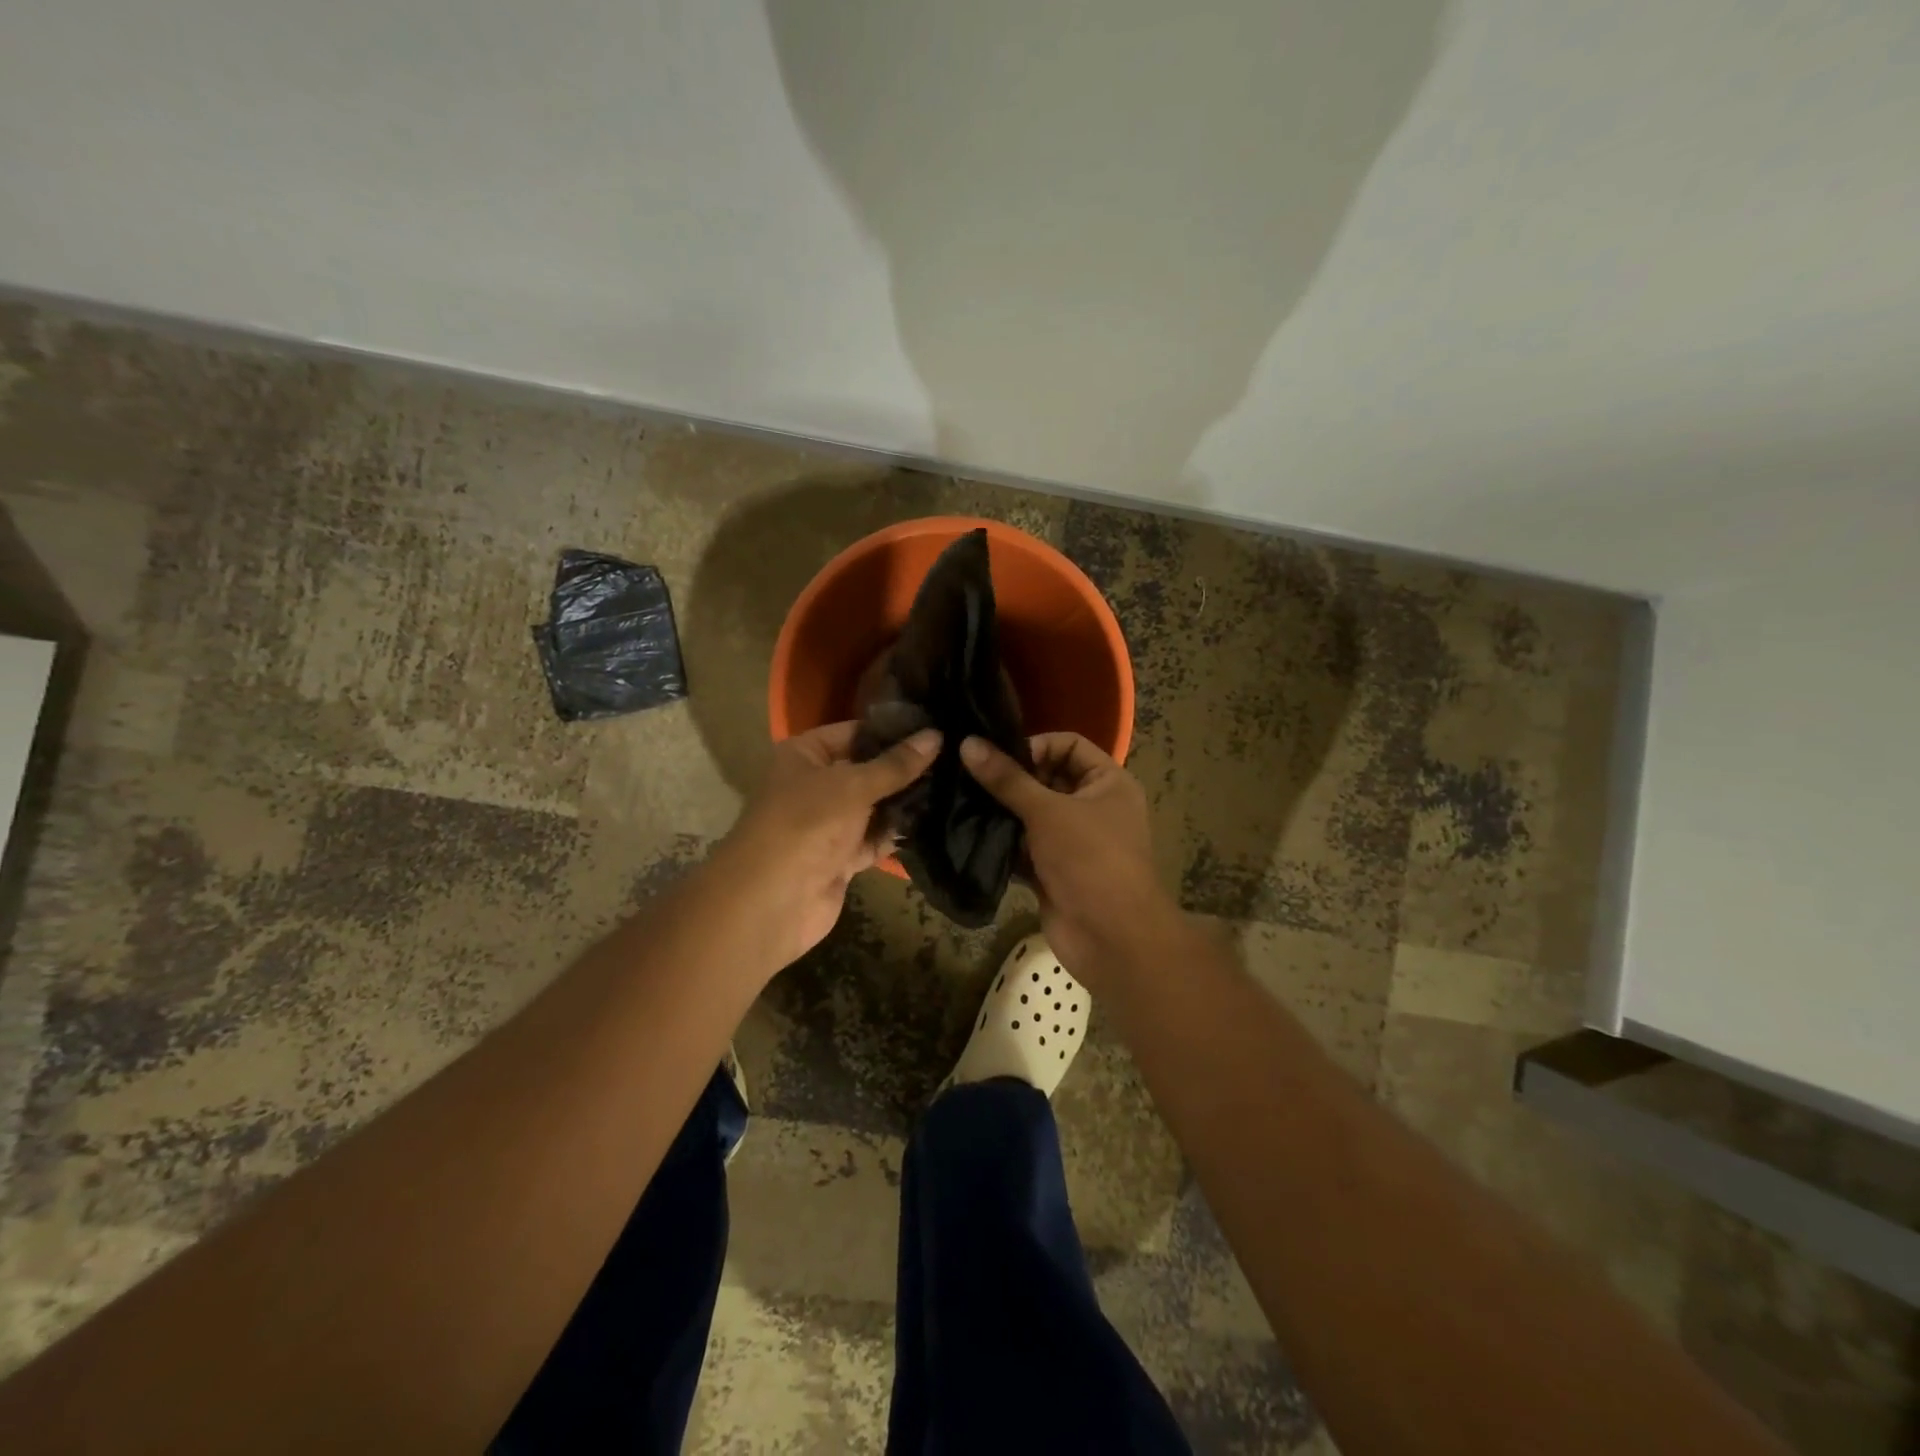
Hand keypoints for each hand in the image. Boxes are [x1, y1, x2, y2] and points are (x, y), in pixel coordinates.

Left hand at [719, 721, 939, 967]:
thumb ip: (896, 764)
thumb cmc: (808, 823)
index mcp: (804, 755)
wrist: (773, 900)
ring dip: (904, 801)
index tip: (936, 727)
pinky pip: (875, 838)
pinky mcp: (841, 857)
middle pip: (867, 770)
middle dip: (904, 768)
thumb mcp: (854, 785)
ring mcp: (828, 823)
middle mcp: (815, 785)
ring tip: (953, 785)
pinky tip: (935, 821)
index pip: (854, 732)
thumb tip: (936, 736)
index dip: (892, 730)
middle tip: (953, 757)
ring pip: (874, 806)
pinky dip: (897, 833)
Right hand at [959, 733, 1174, 982]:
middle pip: (1047, 778)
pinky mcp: (1053, 871)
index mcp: (1108, 782)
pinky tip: (969, 835)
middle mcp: (1093, 807)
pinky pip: (1024, 847)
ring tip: (961, 801)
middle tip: (967, 776)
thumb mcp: (1047, 811)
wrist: (1111, 938)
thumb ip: (1007, 779)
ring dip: (1002, 811)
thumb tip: (968, 744)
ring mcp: (1073, 841)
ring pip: (1032, 815)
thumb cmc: (1089, 859)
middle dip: (1011, 780)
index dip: (1036, 745)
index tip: (999, 758)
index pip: (1069, 744)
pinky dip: (1003, 843)